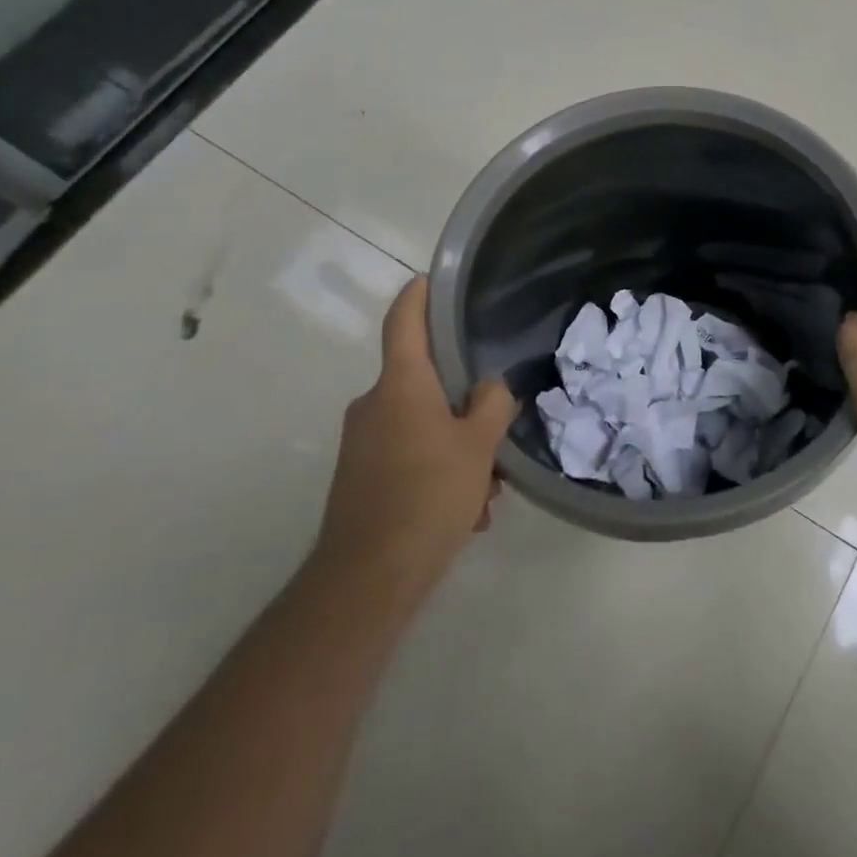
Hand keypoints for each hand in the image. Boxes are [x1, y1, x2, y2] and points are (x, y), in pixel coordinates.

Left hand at [313, 277, 515, 595]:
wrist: (368, 578)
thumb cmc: (428, 495)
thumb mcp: (479, 446)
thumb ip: (492, 406)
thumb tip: (490, 389)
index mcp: (401, 385)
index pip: (405, 322)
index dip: (419, 295)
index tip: (433, 278)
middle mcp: (374, 404)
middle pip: (424, 382)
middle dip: (464, 405)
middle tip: (496, 432)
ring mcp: (362, 442)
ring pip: (422, 426)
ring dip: (457, 448)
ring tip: (484, 491)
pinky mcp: (359, 476)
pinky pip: (408, 456)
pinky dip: (437, 471)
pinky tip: (463, 511)